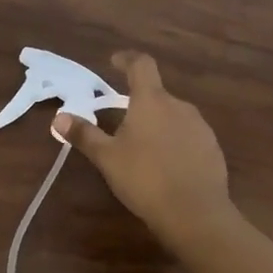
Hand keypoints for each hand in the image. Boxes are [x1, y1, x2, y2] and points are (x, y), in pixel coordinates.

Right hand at [55, 51, 233, 242]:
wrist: (195, 213)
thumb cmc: (145, 178)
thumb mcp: (107, 158)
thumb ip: (84, 135)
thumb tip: (59, 118)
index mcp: (151, 101)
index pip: (141, 65)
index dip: (127, 59)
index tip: (115, 62)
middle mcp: (179, 106)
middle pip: (156, 94)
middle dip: (139, 103)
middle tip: (121, 123)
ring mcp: (200, 126)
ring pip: (173, 116)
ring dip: (158, 124)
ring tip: (143, 148)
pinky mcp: (212, 148)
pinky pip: (188, 136)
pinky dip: (175, 142)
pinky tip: (166, 166)